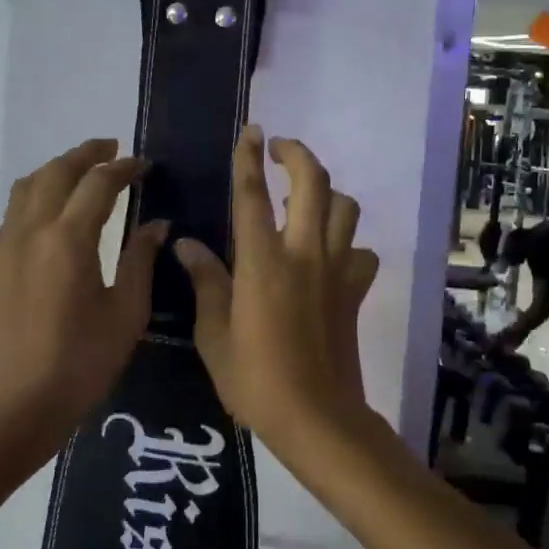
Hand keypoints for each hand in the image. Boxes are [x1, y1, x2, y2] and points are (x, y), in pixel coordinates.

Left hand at [0, 139, 168, 448]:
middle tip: (112, 148)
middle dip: (87, 154)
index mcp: (68, 239)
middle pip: (57, 172)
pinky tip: (51, 213)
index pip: (99, 184)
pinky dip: (35, 196)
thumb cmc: (82, 362)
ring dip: (56, 170)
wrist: (19, 404)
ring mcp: (4, 245)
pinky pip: (13, 212)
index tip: (145, 165)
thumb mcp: (126, 312)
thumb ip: (140, 259)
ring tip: (81, 171)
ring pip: (27, 186)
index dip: (124, 168)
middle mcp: (31, 230)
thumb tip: (157, 224)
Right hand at [174, 127, 379, 456]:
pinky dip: (349, 245)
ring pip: (346, 209)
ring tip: (304, 203)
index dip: (249, 158)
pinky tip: (331, 258)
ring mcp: (337, 271)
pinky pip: (362, 252)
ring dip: (327, 195)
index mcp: (262, 263)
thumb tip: (187, 244)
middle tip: (279, 149)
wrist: (316, 417)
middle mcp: (304, 255)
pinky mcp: (356, 292)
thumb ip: (205, 282)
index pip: (253, 195)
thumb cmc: (255, 380)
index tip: (251, 131)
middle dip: (298, 154)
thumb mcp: (214, 335)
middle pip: (314, 183)